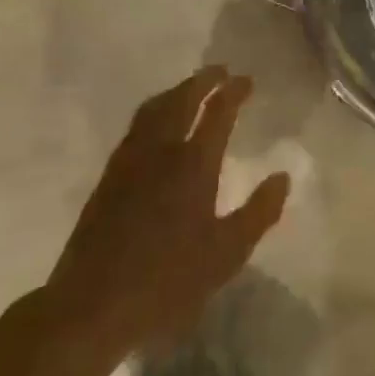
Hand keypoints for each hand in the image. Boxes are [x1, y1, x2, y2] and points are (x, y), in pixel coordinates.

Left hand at [46, 67, 290, 352]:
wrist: (91, 305)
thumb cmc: (167, 281)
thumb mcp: (226, 254)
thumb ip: (258, 212)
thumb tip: (283, 176)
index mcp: (193, 165)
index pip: (217, 113)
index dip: (233, 92)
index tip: (246, 79)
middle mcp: (160, 152)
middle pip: (181, 100)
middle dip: (203, 80)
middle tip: (220, 70)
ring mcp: (129, 162)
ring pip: (153, 110)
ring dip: (176, 92)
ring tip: (190, 88)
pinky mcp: (108, 177)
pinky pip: (136, 127)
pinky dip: (154, 111)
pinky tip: (156, 125)